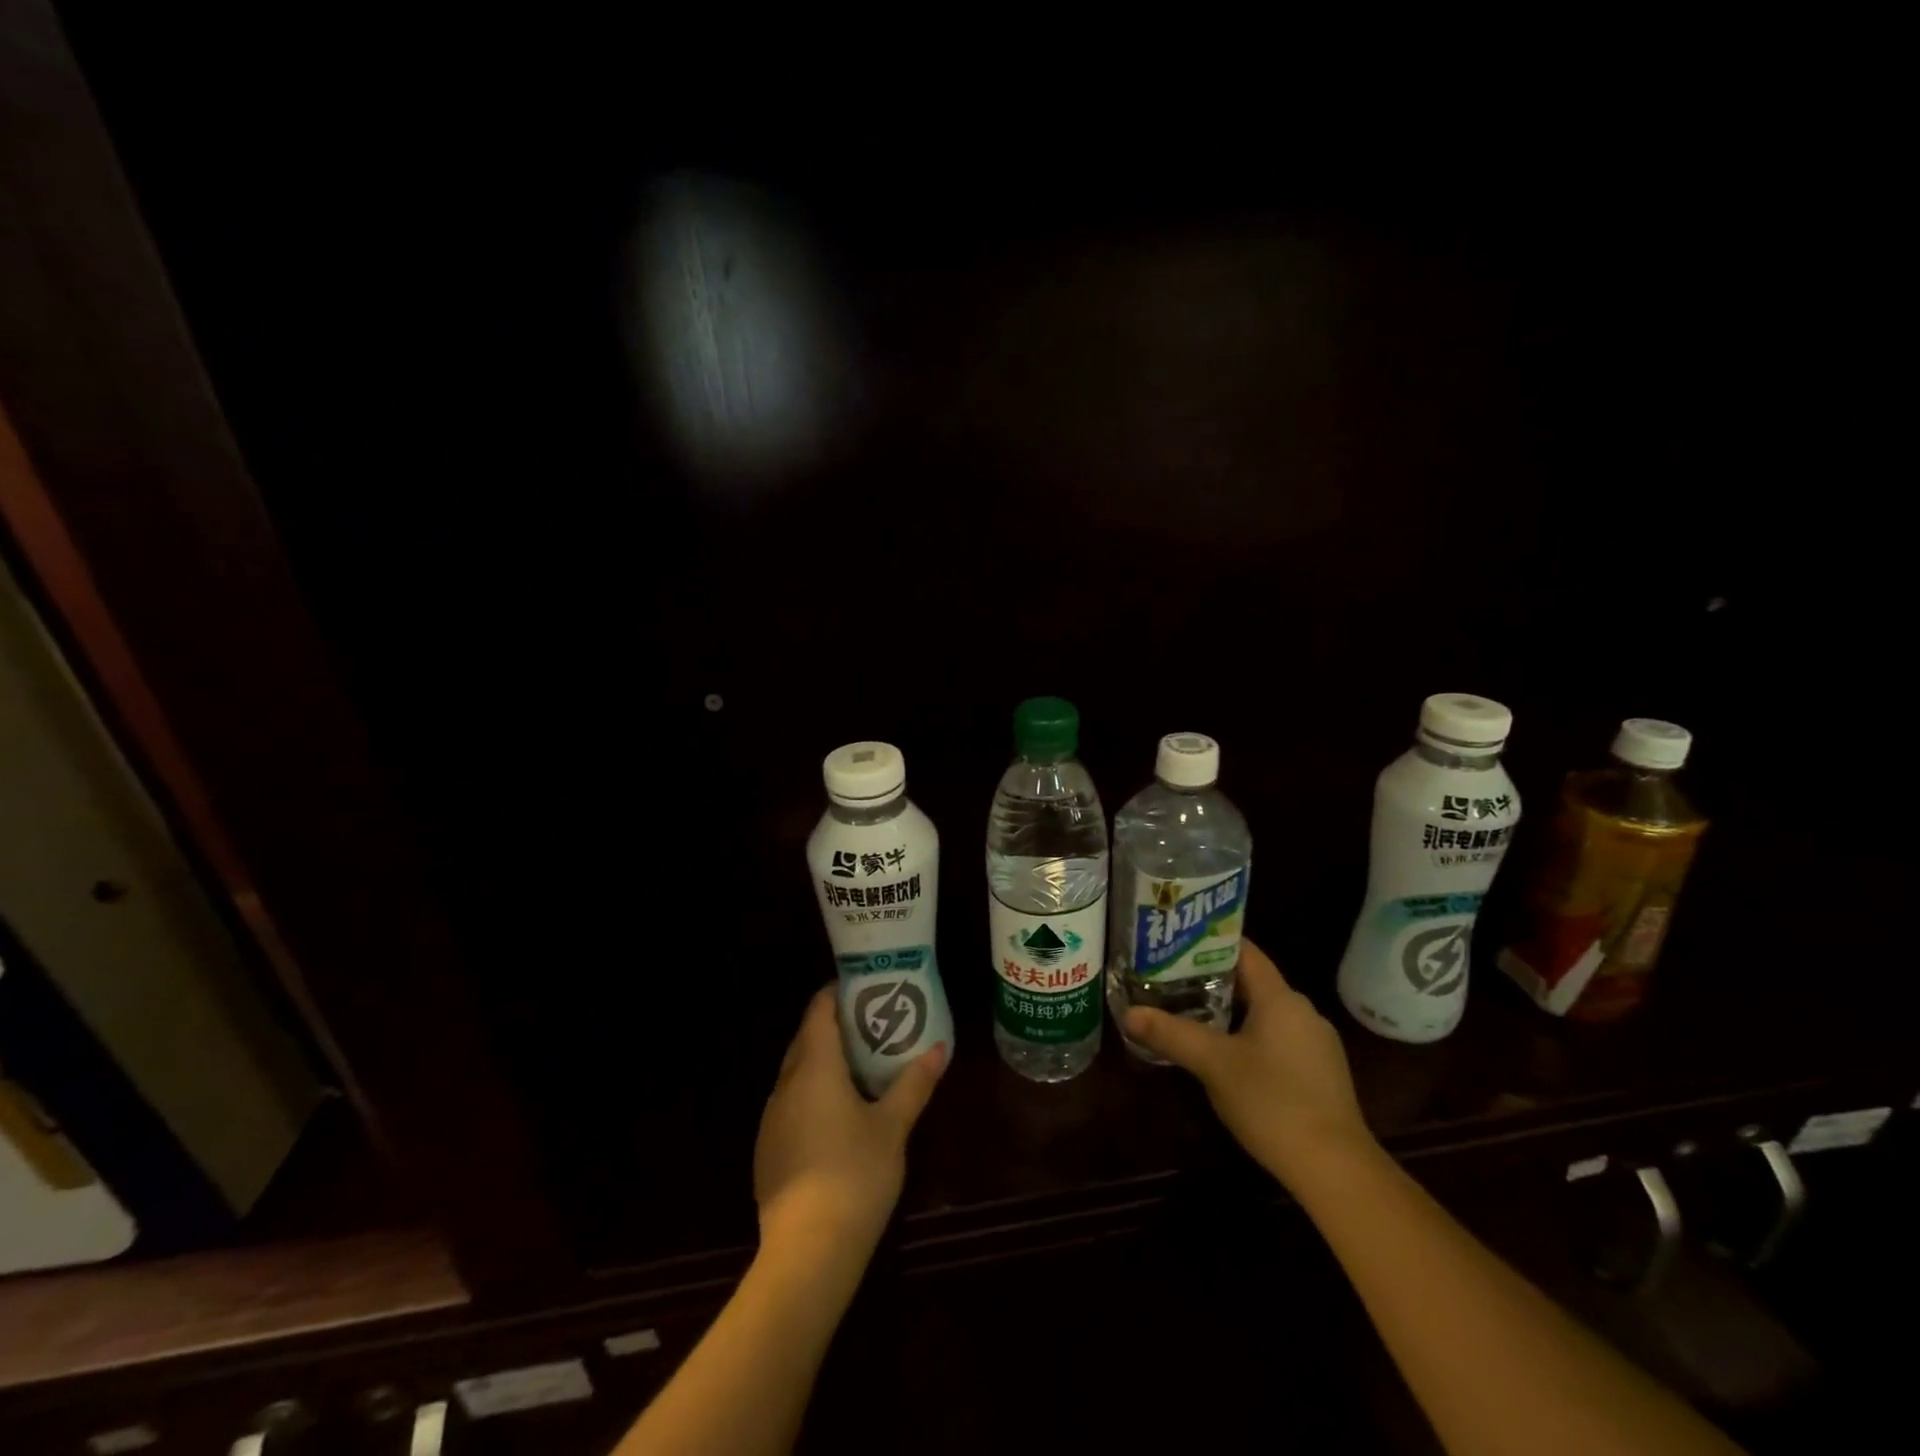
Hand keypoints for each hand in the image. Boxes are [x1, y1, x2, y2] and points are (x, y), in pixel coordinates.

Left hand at [753, 986, 947, 1257]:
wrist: (807, 1251)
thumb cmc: (855, 1174)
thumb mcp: (893, 1126)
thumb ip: (914, 1083)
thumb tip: (940, 1049)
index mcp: (814, 1067)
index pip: (818, 1011)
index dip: (837, 994)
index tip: (865, 988)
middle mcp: (785, 1084)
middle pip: (806, 1039)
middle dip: (834, 1027)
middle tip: (871, 1024)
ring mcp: (771, 1118)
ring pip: (796, 1073)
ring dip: (823, 1062)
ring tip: (859, 1066)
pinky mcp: (767, 1149)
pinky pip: (790, 1103)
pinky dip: (811, 1094)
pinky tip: (836, 1115)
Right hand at [1122, 940, 1373, 1188]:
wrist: (1336, 1169)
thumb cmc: (1273, 1102)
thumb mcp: (1213, 1064)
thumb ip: (1171, 1034)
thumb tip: (1129, 1013)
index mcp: (1280, 998)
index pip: (1245, 952)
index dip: (1210, 942)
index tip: (1176, 942)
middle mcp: (1302, 1011)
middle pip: (1252, 982)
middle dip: (1211, 980)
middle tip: (1170, 979)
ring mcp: (1316, 1044)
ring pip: (1264, 1013)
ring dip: (1230, 1012)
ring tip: (1190, 1014)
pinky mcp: (1320, 1074)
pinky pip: (1278, 1039)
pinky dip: (1249, 1037)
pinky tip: (1226, 1057)